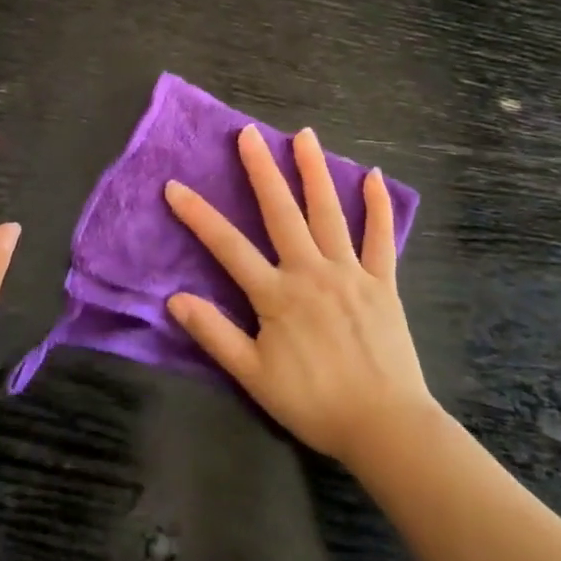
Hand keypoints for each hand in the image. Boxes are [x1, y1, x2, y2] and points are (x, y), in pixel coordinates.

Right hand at [165, 125, 433, 462]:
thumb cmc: (313, 403)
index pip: (228, 246)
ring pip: (329, 212)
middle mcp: (311, 271)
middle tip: (248, 133)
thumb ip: (214, 333)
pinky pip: (380, 238)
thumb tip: (174, 298)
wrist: (385, 426)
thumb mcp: (253, 375)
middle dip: (261, 170)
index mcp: (277, 295)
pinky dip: (378, 206)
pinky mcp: (383, 282)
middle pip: (281, 212)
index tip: (174, 186)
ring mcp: (351, 273)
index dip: (198, 215)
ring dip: (314, 171)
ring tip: (304, 135)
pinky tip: (372, 176)